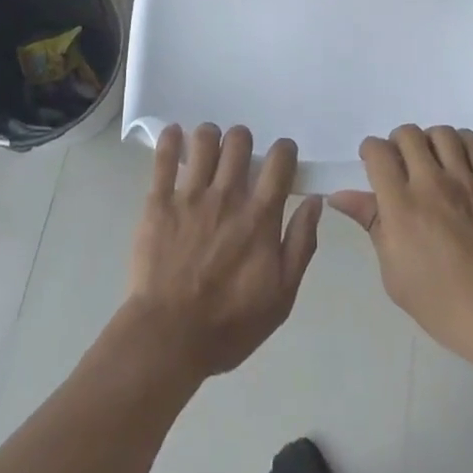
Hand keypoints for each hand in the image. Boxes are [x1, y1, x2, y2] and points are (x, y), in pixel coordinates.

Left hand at [125, 124, 323, 377]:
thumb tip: (314, 202)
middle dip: (243, 141)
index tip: (281, 158)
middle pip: (239, 140)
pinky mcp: (158, 202)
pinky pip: (163, 158)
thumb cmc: (229, 324)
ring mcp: (190, 195)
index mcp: (259, 216)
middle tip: (239, 159)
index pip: (279, 160)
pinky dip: (169, 139)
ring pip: (203, 140)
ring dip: (210, 138)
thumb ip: (301, 244)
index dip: (284, 151)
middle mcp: (227, 195)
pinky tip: (174, 134)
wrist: (168, 338)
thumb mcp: (282, 296)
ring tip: (208, 151)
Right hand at [329, 126, 472, 367]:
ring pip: (441, 133)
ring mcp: (466, 181)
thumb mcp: (394, 273)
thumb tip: (340, 196)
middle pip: (407, 135)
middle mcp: (431, 184)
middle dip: (397, 143)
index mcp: (401, 206)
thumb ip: (371, 224)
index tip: (372, 164)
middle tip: (400, 164)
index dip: (370, 151)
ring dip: (429, 141)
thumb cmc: (442, 304)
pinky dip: (460, 143)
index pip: (378, 152)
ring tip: (431, 161)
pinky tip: (457, 161)